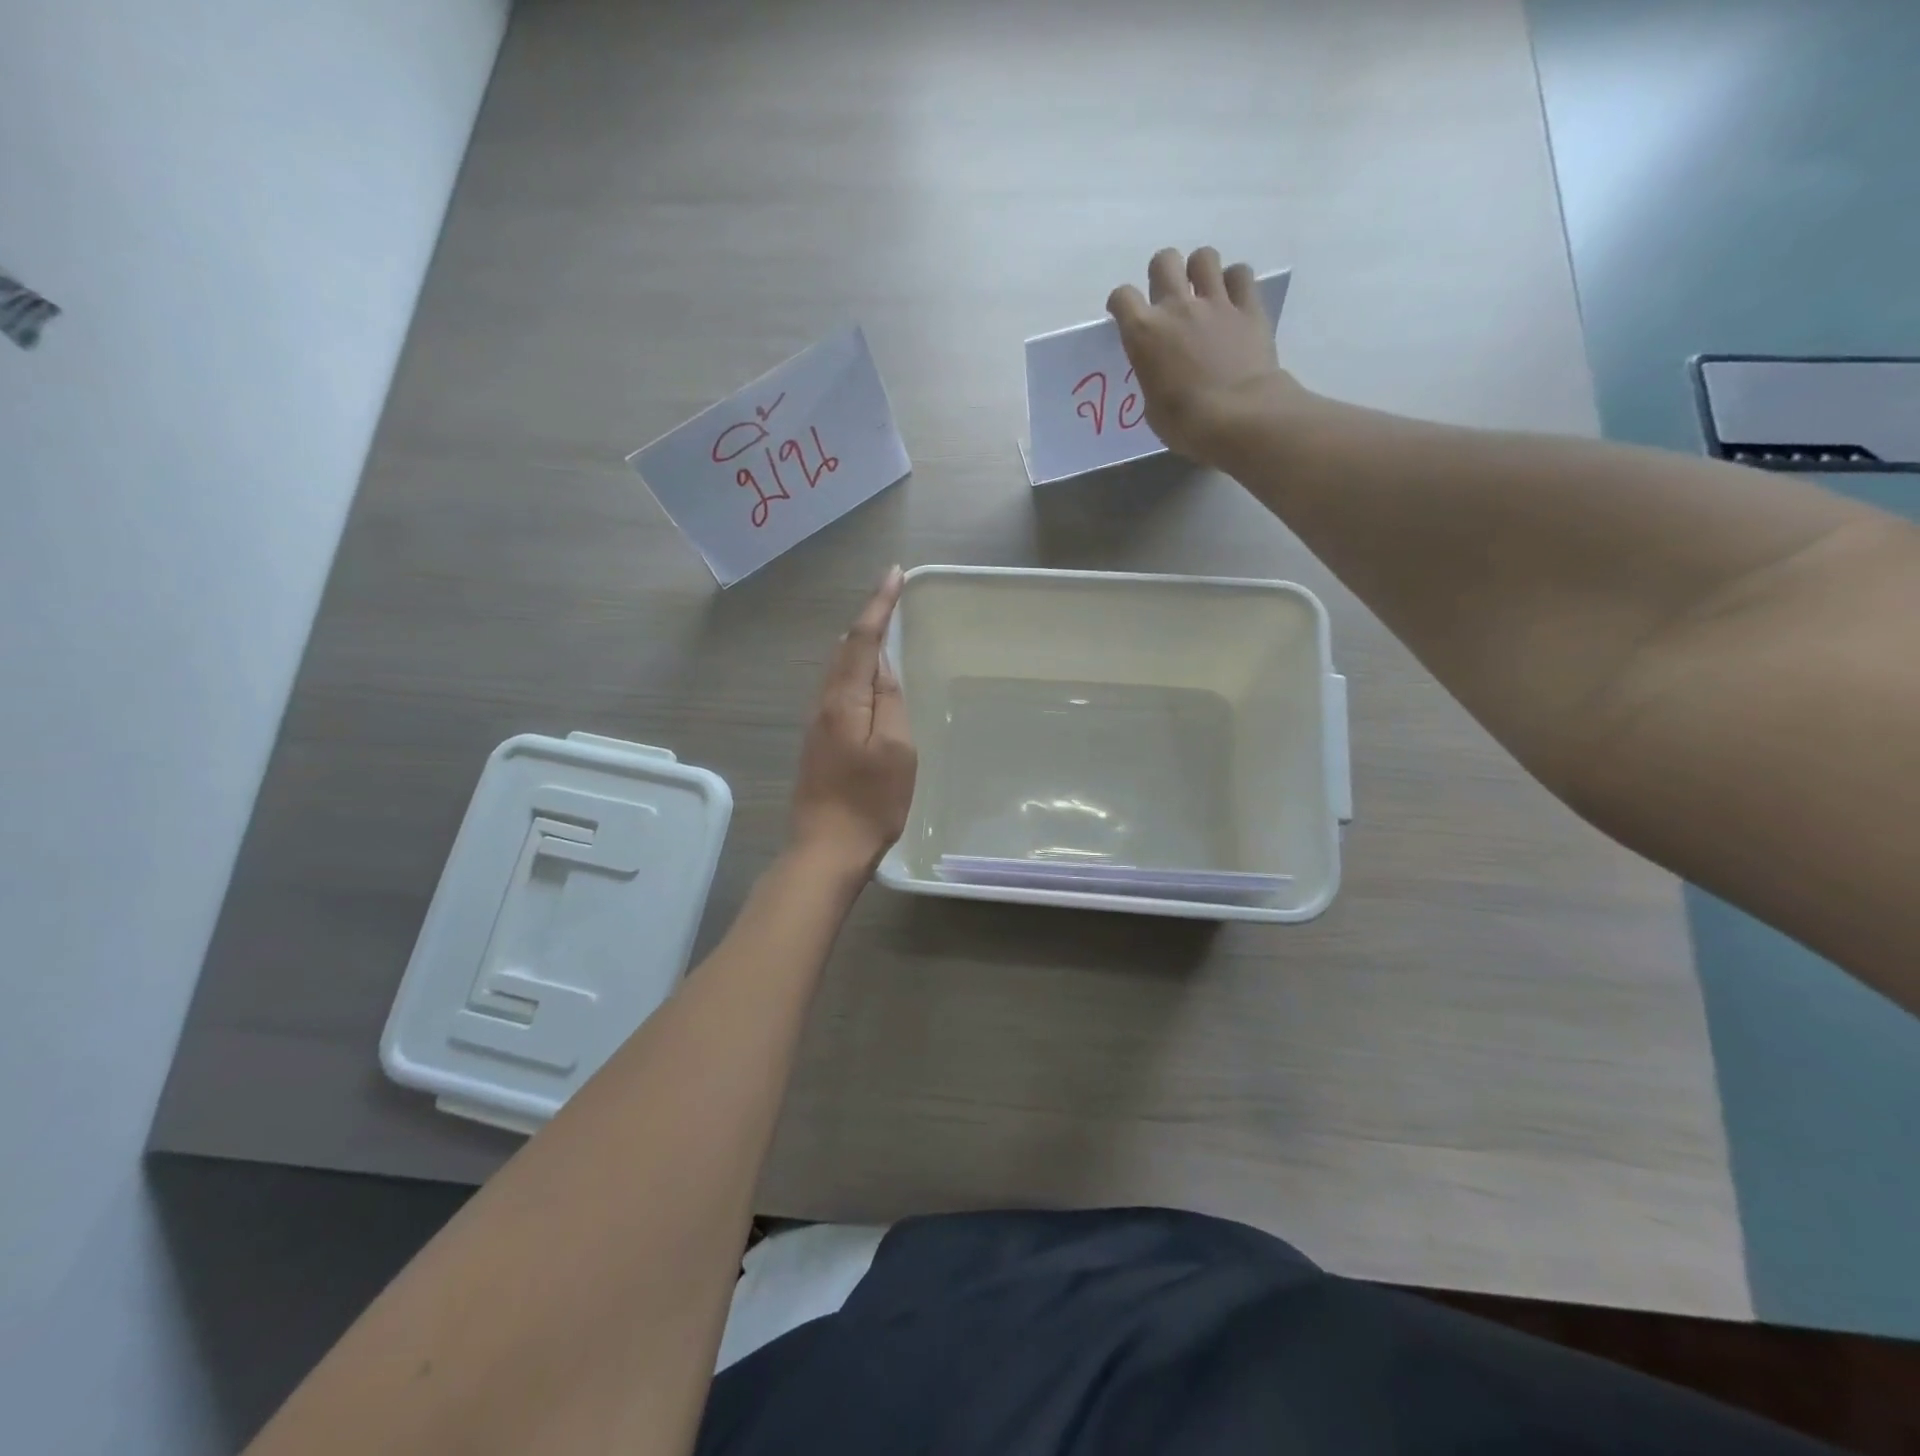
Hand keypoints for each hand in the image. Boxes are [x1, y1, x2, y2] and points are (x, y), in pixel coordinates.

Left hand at [789, 566, 917, 877]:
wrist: (826, 849)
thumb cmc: (870, 802)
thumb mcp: (895, 750)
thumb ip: (890, 702)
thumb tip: (884, 668)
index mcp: (843, 700)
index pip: (862, 639)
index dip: (879, 605)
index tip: (894, 574)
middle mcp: (824, 704)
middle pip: (845, 650)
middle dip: (868, 620)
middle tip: (892, 598)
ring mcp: (817, 725)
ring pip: (839, 671)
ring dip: (861, 645)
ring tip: (884, 628)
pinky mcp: (819, 743)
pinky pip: (839, 691)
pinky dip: (856, 672)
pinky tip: (869, 679)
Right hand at [1107, 246, 1311, 465]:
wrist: (1238, 417)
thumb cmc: (1185, 424)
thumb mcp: (1153, 406)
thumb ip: (1153, 377)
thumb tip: (1162, 372)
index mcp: (1144, 334)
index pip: (1122, 298)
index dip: (1121, 304)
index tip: (1125, 314)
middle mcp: (1176, 307)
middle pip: (1164, 261)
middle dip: (1163, 273)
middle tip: (1168, 296)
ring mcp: (1215, 302)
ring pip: (1204, 257)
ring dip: (1200, 270)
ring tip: (1203, 292)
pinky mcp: (1249, 307)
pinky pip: (1241, 275)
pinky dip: (1235, 282)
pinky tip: (1233, 300)